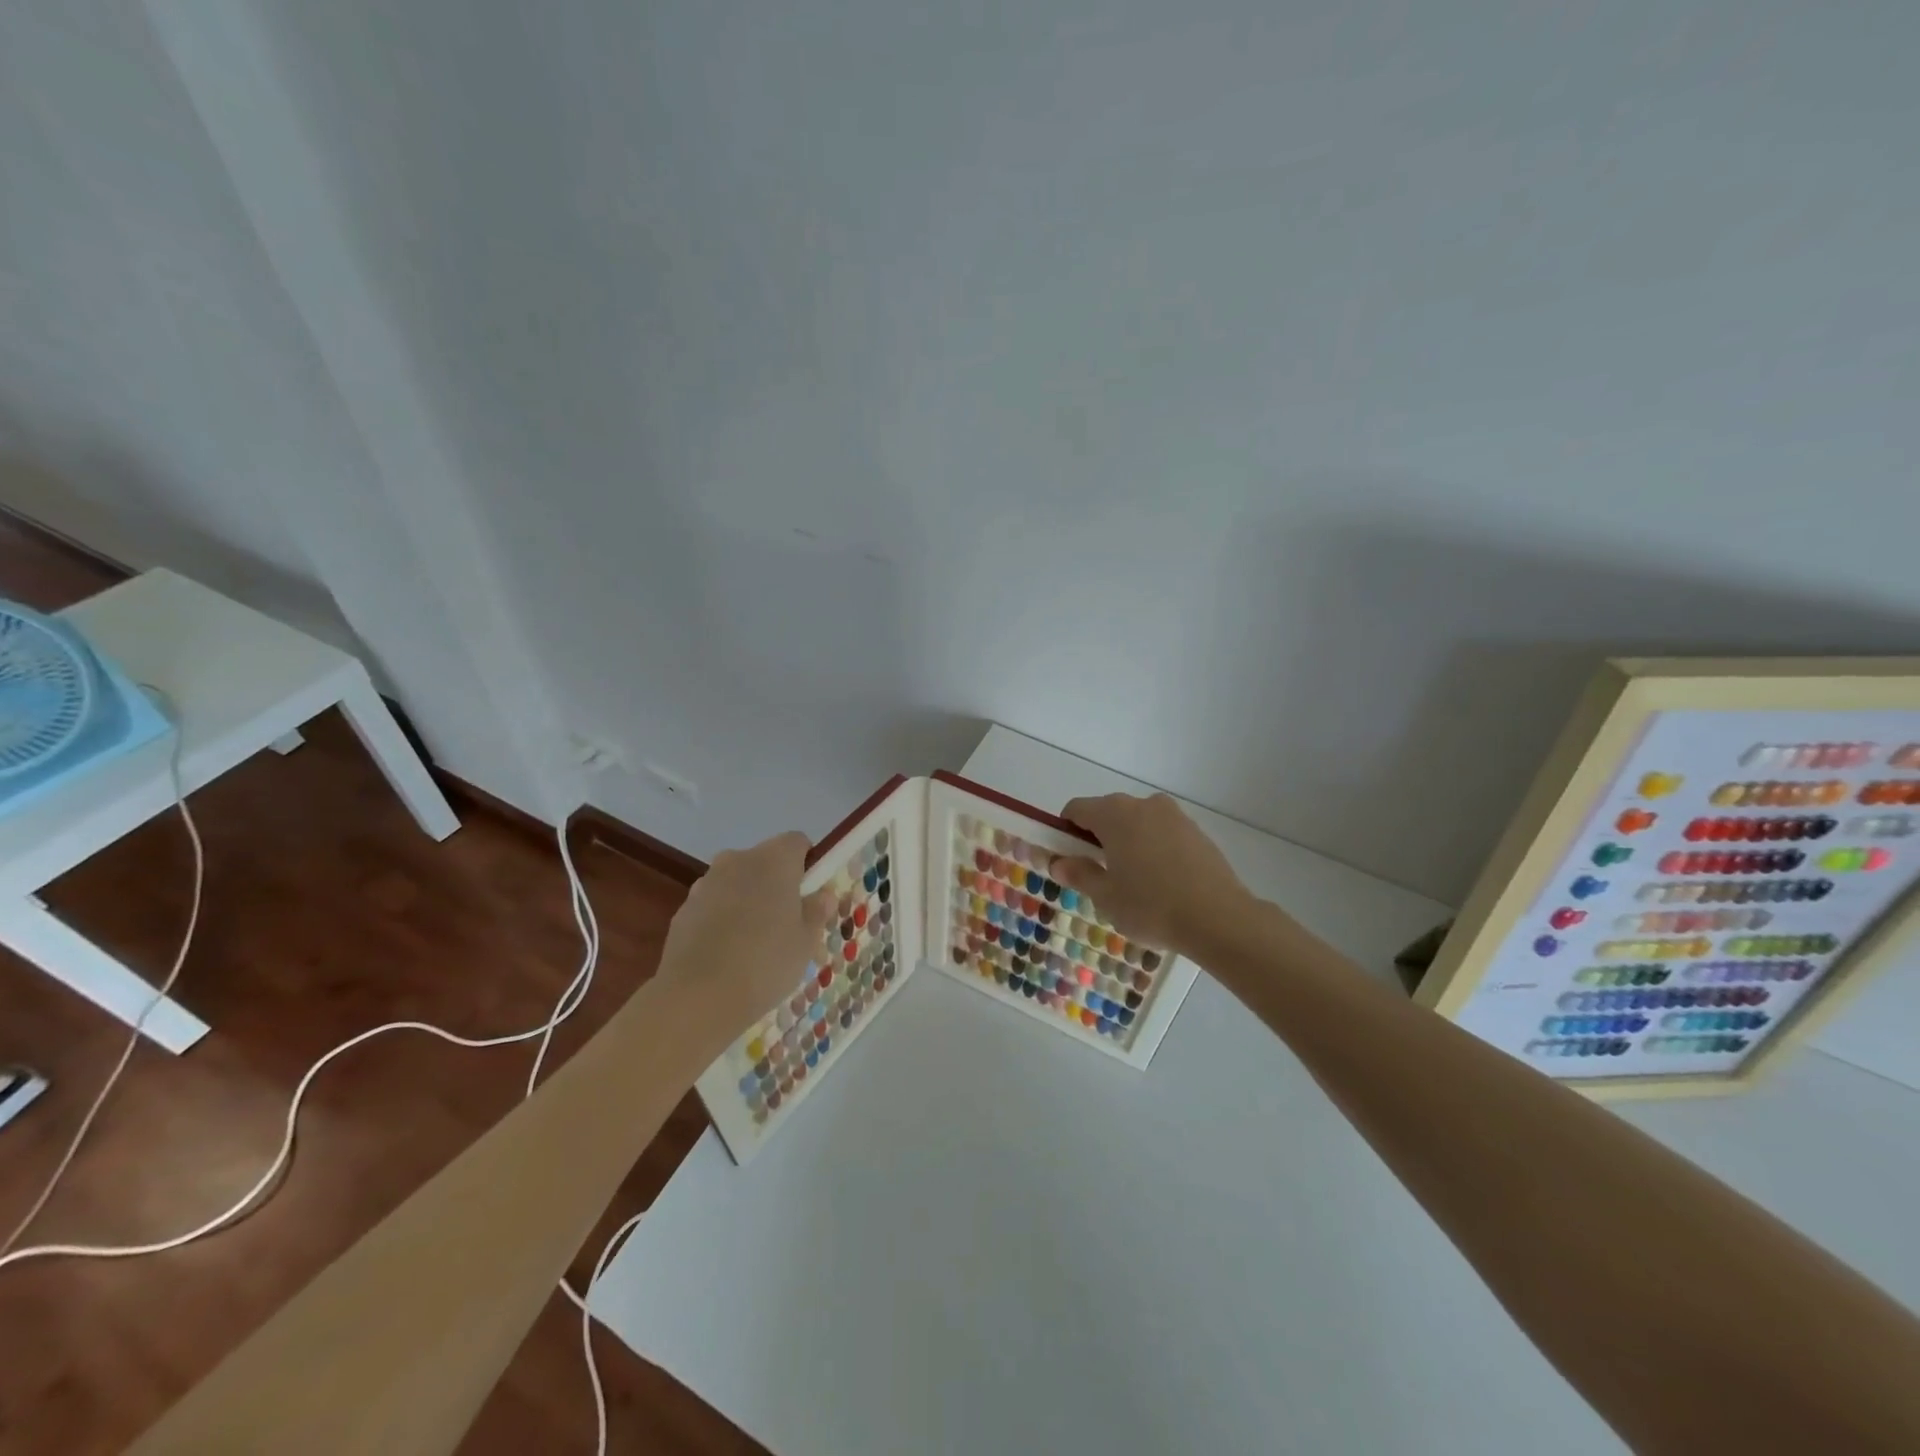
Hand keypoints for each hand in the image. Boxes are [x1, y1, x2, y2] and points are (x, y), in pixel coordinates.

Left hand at [655, 831, 834, 1041]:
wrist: (697, 996)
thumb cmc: (765, 962)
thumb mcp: (806, 942)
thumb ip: (816, 912)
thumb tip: (822, 895)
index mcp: (774, 860)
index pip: (797, 842)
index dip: (807, 863)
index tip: (811, 894)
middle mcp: (737, 861)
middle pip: (764, 861)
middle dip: (776, 884)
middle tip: (787, 923)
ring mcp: (705, 884)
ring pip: (736, 883)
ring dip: (748, 901)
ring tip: (754, 944)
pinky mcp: (683, 910)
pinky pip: (713, 906)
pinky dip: (723, 920)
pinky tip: (727, 955)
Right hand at [1050, 794, 1253, 956]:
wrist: (1218, 918)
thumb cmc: (1151, 906)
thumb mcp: (1106, 896)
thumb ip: (1079, 874)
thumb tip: (1059, 863)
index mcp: (1114, 814)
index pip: (1076, 809)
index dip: (1066, 831)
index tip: (1069, 859)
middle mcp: (1143, 804)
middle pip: (1108, 813)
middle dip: (1098, 837)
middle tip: (1099, 875)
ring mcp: (1173, 815)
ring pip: (1138, 822)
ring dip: (1127, 842)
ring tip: (1134, 881)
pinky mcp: (1196, 831)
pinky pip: (1162, 833)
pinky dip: (1153, 848)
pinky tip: (1161, 881)